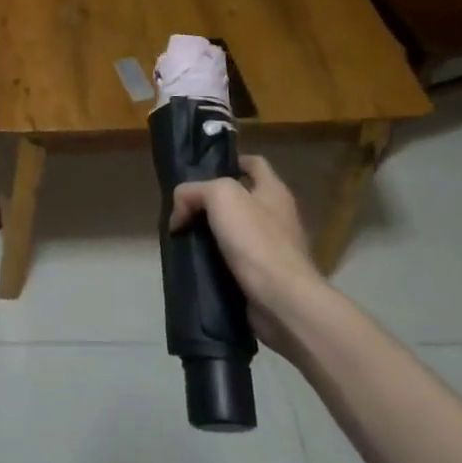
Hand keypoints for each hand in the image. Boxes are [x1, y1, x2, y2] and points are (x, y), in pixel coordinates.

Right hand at [171, 156, 317, 349]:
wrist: (282, 301)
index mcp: (274, 191)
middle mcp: (277, 215)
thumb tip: (179, 213)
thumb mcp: (220, 197)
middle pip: (240, 197)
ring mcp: (273, 247)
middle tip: (184, 207)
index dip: (229, 161)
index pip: (253, 162)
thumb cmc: (256, 240)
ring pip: (234, 229)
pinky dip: (216, 258)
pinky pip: (235, 258)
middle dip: (211, 201)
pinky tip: (197, 261)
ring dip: (210, 232)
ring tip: (183, 235)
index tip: (201, 171)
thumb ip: (193, 192)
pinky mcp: (264, 275)